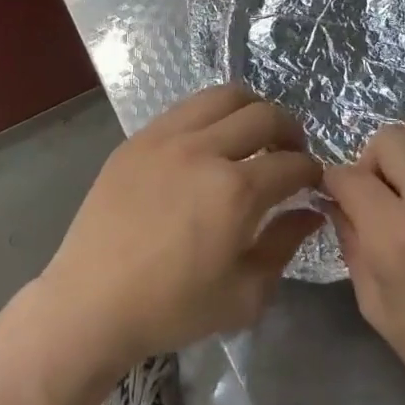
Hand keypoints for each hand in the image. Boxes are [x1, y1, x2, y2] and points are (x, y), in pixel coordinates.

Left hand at [40, 85, 322, 369]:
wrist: (91, 303)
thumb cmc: (172, 308)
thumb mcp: (245, 294)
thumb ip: (284, 245)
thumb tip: (310, 212)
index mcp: (235, 191)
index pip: (292, 163)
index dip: (312, 171)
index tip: (312, 182)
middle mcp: (204, 150)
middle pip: (264, 114)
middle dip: (290, 130)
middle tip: (290, 152)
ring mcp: (166, 137)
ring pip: (223, 96)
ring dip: (250, 110)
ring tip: (252, 135)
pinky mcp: (138, 138)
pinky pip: (185, 108)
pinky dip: (210, 115)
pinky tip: (209, 142)